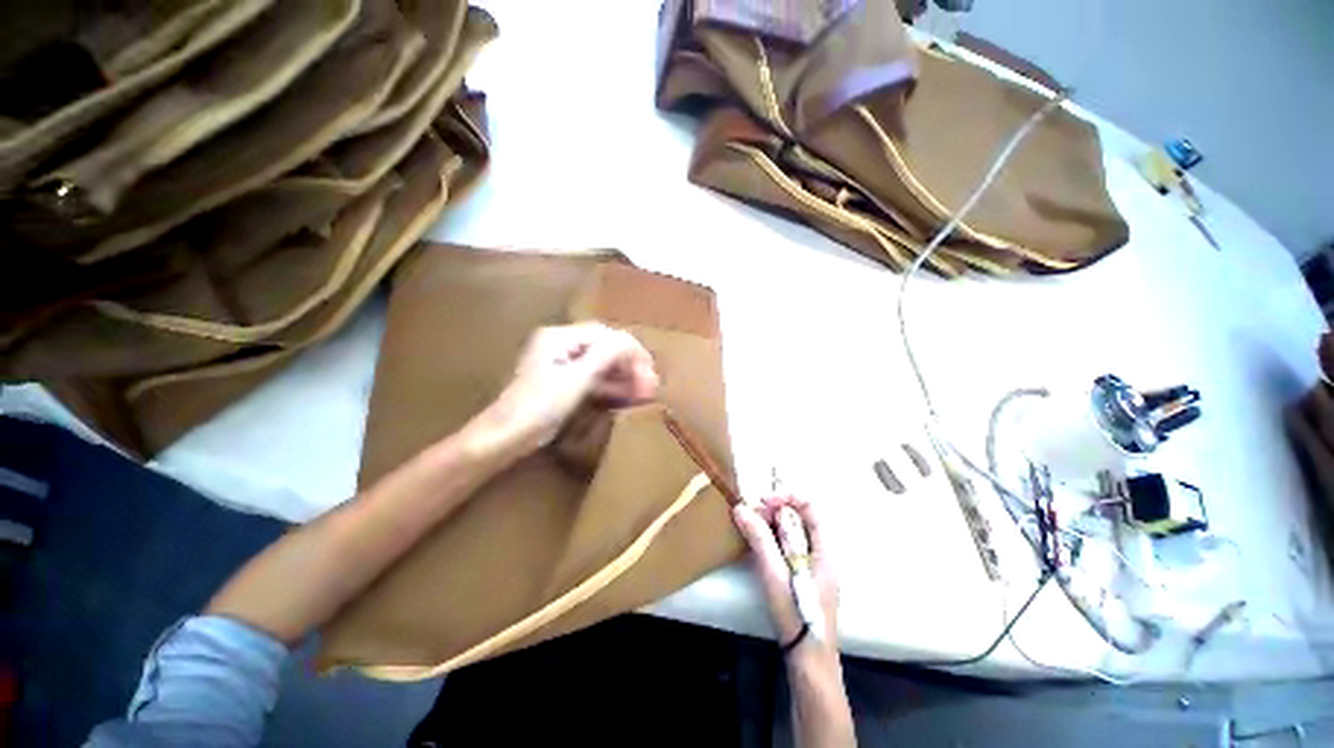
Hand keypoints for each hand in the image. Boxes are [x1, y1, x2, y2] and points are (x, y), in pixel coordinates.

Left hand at [466, 323, 658, 459]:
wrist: (506, 437)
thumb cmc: (539, 406)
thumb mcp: (576, 379)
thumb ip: (606, 356)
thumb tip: (631, 342)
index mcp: (560, 337)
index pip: (606, 335)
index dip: (631, 349)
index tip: (650, 369)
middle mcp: (561, 345)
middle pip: (605, 348)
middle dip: (629, 365)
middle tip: (650, 384)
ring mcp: (562, 364)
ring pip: (601, 364)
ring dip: (622, 376)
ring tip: (644, 392)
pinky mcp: (563, 382)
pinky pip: (593, 378)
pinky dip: (610, 386)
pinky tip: (627, 396)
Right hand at [731, 495, 838, 651]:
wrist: (808, 661)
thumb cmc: (797, 616)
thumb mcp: (775, 575)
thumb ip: (760, 540)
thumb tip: (741, 508)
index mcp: (824, 550)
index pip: (810, 508)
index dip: (787, 498)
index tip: (763, 501)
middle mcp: (820, 553)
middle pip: (799, 518)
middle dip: (774, 510)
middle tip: (750, 514)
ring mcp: (810, 565)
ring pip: (791, 532)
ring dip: (770, 523)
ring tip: (749, 524)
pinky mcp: (799, 575)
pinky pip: (785, 546)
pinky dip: (770, 539)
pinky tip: (755, 542)